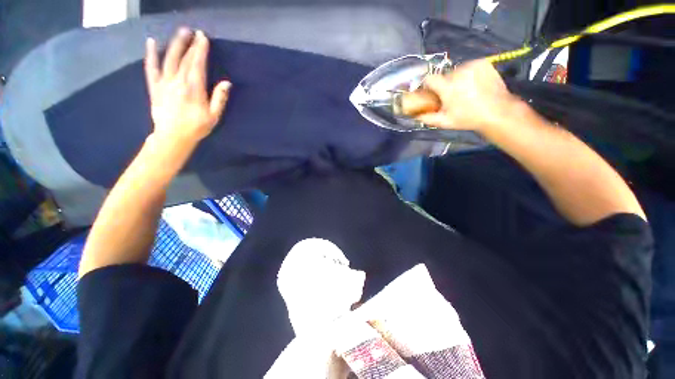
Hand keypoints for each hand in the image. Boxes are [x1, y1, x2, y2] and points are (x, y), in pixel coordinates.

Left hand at [145, 28, 230, 142]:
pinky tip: (150, 42)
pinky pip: (151, 68)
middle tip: (194, 32)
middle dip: (190, 44)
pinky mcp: (154, 86)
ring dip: (174, 44)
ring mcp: (164, 83)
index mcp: (194, 89)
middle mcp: (178, 82)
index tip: (203, 38)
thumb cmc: (196, 127)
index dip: (201, 50)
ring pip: (168, 59)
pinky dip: (150, 54)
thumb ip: (219, 99)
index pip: (197, 65)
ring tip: (180, 33)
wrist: (173, 137)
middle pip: (184, 59)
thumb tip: (227, 83)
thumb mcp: (214, 116)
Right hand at [415, 59, 518, 132]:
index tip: (430, 92)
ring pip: (456, 71)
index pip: (429, 79)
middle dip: (444, 85)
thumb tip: (415, 115)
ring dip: (456, 79)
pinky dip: (468, 74)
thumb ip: (427, 118)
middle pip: (444, 76)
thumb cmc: (468, 118)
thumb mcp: (444, 122)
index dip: (428, 85)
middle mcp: (459, 73)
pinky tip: (473, 84)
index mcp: (448, 87)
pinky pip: (469, 66)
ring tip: (464, 91)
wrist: (497, 111)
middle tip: (450, 96)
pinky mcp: (483, 63)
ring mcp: (472, 66)